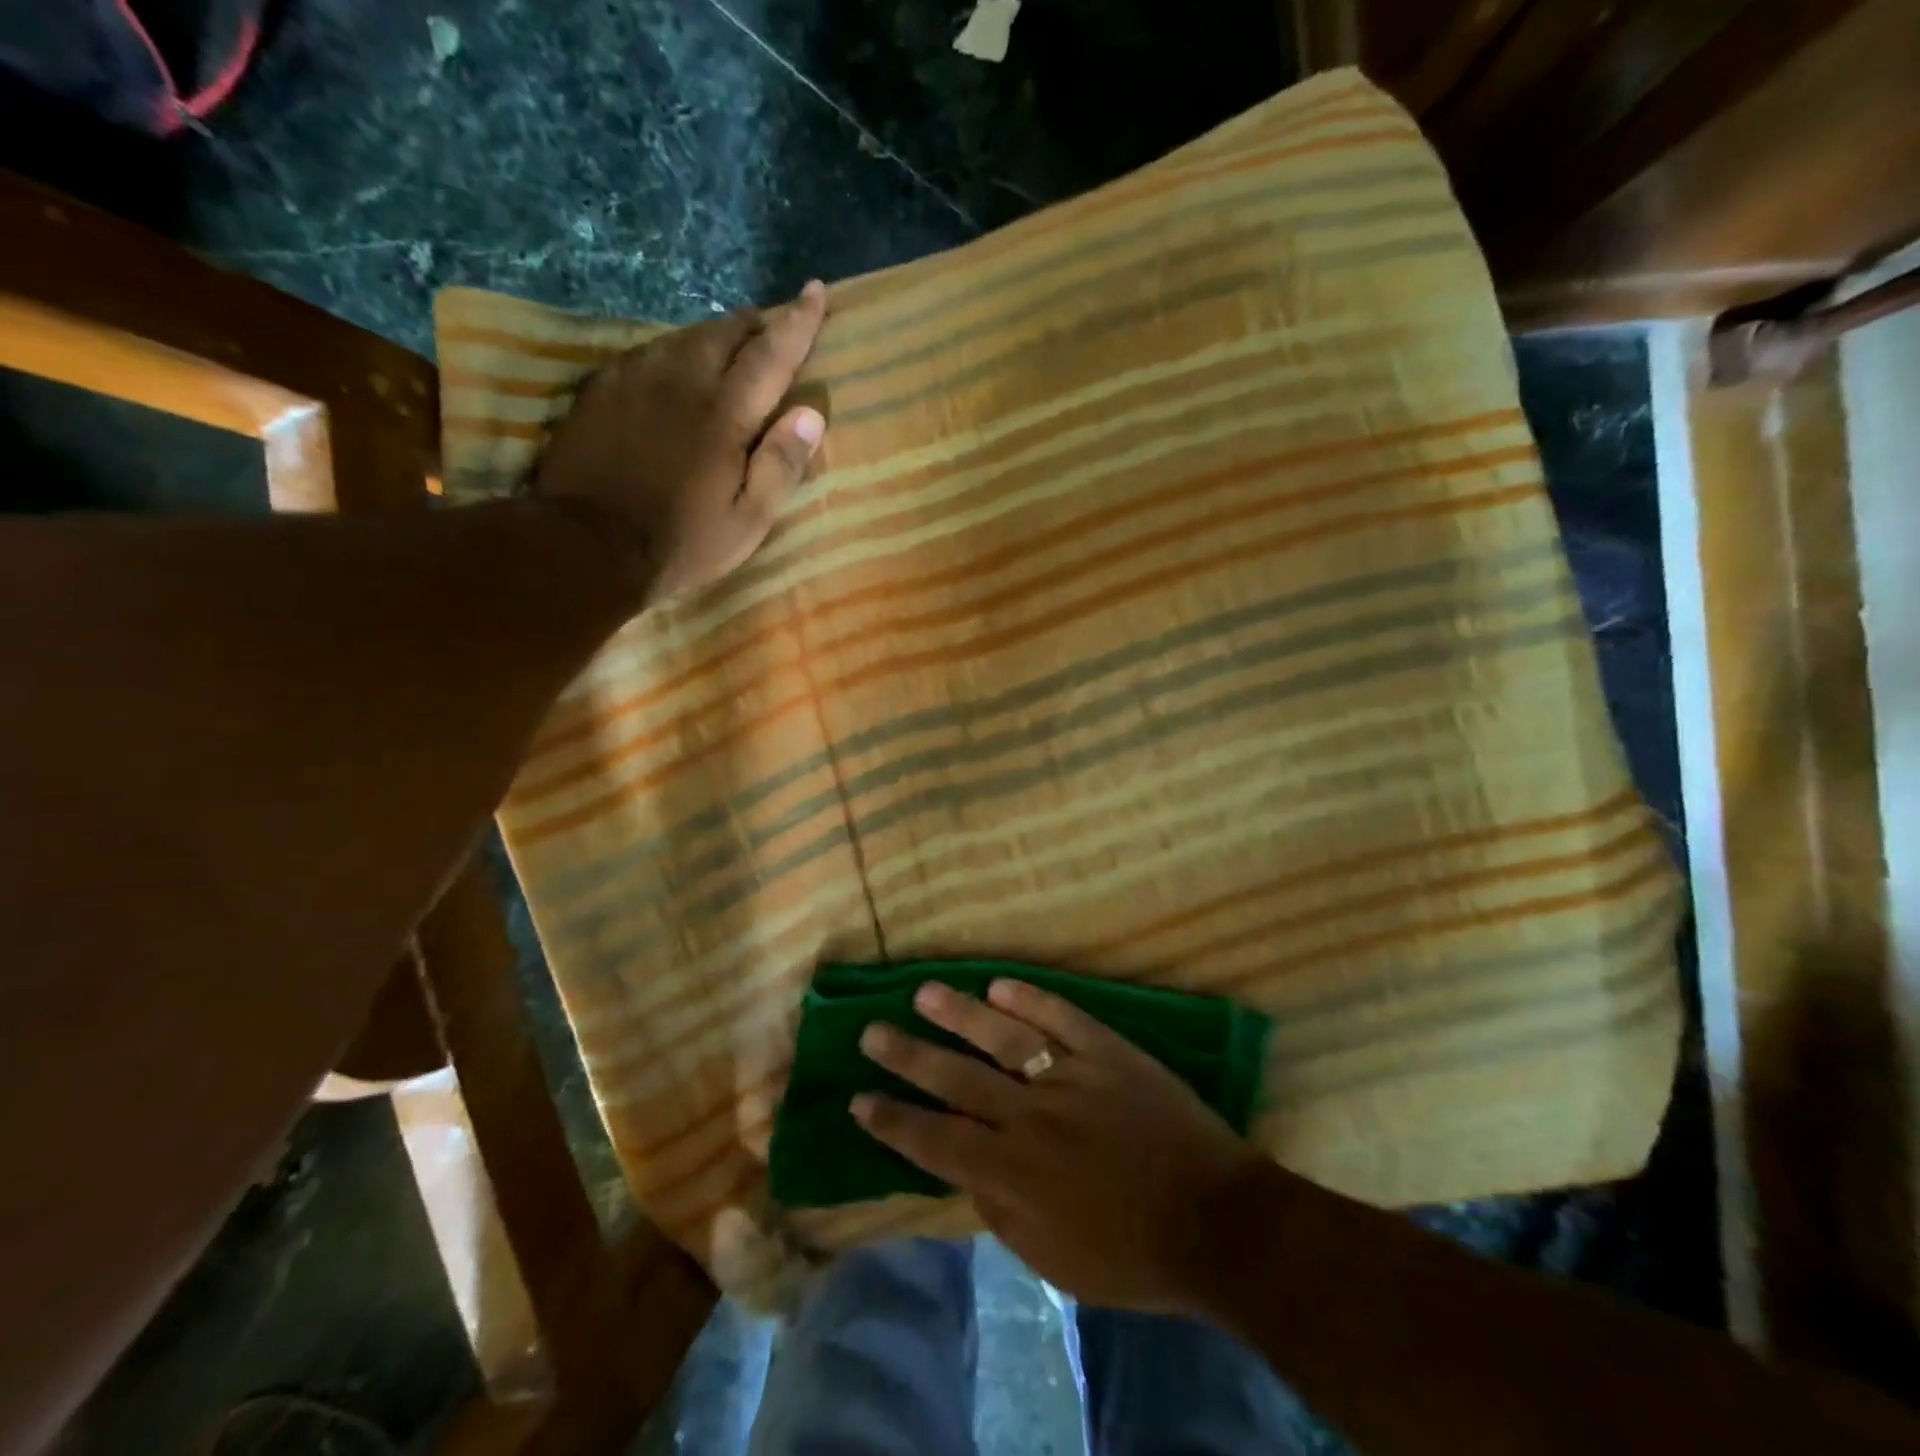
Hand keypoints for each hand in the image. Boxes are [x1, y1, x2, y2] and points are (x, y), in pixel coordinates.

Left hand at [534, 280, 828, 603]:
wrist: (586, 545)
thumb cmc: (681, 542)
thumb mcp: (748, 520)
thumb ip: (781, 465)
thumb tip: (812, 413)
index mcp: (725, 412)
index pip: (771, 353)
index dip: (798, 322)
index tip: (816, 291)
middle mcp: (682, 379)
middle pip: (726, 332)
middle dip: (756, 323)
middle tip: (774, 325)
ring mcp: (636, 378)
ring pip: (685, 336)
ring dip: (716, 334)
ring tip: (732, 342)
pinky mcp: (603, 388)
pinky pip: (650, 351)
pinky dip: (677, 350)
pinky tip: (678, 365)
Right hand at [853, 978, 1266, 1312]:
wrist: (1216, 1221)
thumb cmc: (1133, 1255)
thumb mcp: (1054, 1261)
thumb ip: (1002, 1213)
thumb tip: (967, 1171)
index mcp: (1014, 1173)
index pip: (935, 1142)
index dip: (893, 1121)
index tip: (859, 1099)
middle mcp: (1030, 1117)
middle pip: (956, 1080)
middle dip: (908, 1057)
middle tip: (871, 1032)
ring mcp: (1070, 1077)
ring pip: (1002, 1037)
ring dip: (959, 1014)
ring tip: (923, 992)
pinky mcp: (1107, 1052)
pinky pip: (1062, 1017)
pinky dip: (1030, 998)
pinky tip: (999, 982)